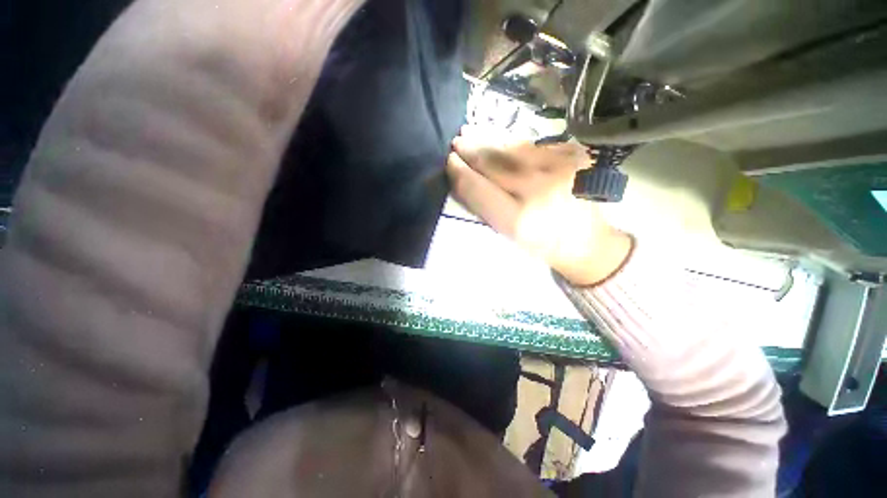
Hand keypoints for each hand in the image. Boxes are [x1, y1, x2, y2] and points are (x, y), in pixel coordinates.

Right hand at [446, 127, 631, 285]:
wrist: (587, 241)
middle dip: (472, 149)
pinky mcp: (574, 157)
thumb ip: (483, 207)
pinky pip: (534, 145)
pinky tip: (502, 141)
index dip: (461, 173)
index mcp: (518, 219)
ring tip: (472, 131)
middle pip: (496, 163)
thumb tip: (462, 178)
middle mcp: (539, 191)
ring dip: (489, 139)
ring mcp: (560, 169)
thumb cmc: (541, 244)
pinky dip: (513, 143)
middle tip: (457, 141)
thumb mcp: (507, 235)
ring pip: (514, 148)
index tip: (449, 161)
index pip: (479, 188)